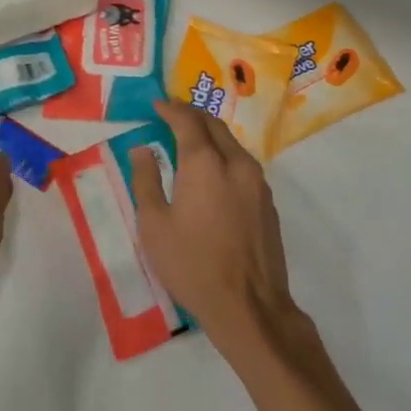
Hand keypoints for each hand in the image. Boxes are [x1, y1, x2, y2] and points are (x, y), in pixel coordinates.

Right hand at [128, 99, 304, 365]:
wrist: (249, 305)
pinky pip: (243, 163)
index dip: (170, 109)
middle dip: (192, 115)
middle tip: (172, 115)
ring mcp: (257, 181)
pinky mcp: (268, 201)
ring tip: (191, 139)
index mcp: (205, 163)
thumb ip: (146, 180)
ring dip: (211, 134)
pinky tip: (213, 170)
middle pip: (214, 125)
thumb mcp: (154, 225)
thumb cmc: (192, 265)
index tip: (156, 105)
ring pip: (232, 143)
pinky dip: (225, 155)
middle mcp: (236, 163)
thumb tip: (142, 148)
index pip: (187, 121)